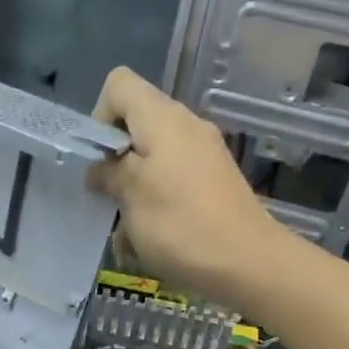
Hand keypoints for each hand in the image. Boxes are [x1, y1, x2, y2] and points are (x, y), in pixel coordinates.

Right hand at [88, 67, 287, 308]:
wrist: (249, 263)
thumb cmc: (181, 224)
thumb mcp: (131, 196)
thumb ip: (108, 173)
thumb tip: (100, 168)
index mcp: (163, 118)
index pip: (119, 85)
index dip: (99, 116)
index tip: (100, 159)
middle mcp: (186, 126)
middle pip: (135, 123)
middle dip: (114, 159)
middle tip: (108, 197)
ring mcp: (204, 154)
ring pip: (151, 158)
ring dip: (132, 189)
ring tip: (127, 230)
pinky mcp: (214, 181)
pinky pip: (172, 179)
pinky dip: (155, 201)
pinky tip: (150, 239)